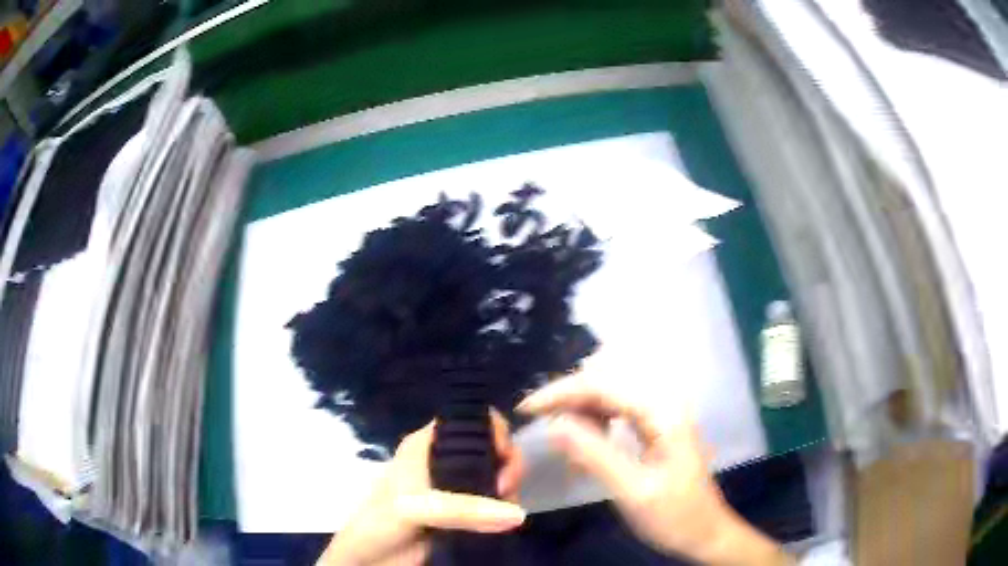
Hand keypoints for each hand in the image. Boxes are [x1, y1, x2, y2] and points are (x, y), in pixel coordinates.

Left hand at [318, 411, 526, 565]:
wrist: (370, 560)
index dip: (493, 430)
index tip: (503, 456)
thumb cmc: (381, 522)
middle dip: (507, 464)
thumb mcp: (415, 508)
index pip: (468, 421)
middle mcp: (443, 461)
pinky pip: (494, 504)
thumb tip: (518, 513)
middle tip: (505, 488)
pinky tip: (505, 521)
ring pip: (496, 476)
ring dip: (508, 490)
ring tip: (506, 508)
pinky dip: (505, 509)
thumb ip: (463, 508)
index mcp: (426, 445)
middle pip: (490, 448)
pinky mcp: (463, 514)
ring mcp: (454, 489)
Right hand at [518, 376, 793, 565]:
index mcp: (662, 412)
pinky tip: (589, 446)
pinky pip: (619, 409)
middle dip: (571, 399)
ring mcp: (662, 412)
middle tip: (547, 429)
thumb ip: (594, 455)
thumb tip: (554, 424)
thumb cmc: (674, 516)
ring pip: (611, 392)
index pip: (603, 384)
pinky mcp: (658, 424)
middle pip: (607, 380)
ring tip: (570, 447)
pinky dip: (597, 422)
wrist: (706, 532)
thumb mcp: (632, 491)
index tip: (526, 409)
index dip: (560, 392)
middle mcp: (664, 401)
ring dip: (584, 412)